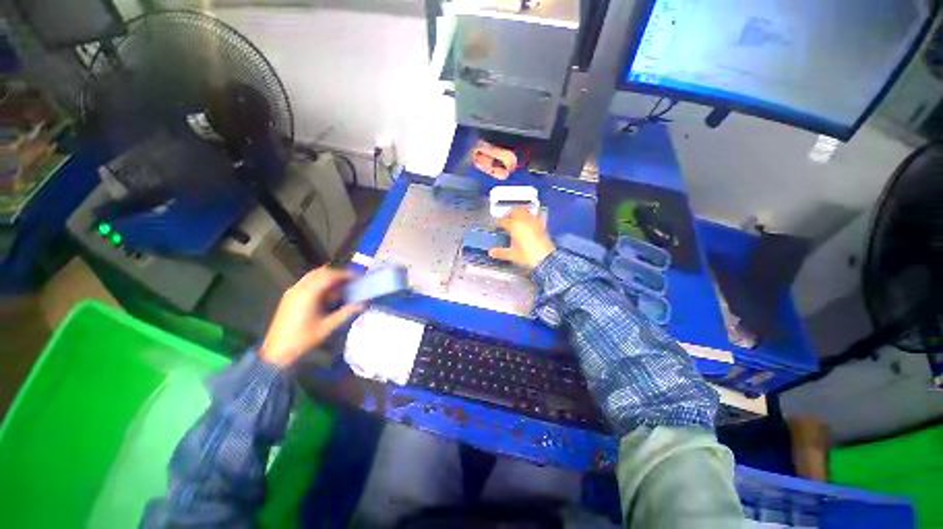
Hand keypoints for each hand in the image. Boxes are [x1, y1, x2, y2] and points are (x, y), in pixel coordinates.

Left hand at [261, 267, 362, 366]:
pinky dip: (319, 283)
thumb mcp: (327, 326)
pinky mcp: (289, 297)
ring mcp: (292, 292)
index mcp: (308, 294)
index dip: (344, 274)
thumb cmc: (303, 339)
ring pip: (313, 276)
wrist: (277, 351)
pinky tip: (327, 295)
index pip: (328, 276)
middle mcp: (299, 289)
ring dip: (327, 278)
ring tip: (340, 287)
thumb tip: (361, 304)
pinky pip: (307, 283)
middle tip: (350, 281)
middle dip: (336, 274)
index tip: (356, 277)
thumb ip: (345, 313)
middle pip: (320, 272)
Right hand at [488, 207, 555, 269]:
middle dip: (509, 213)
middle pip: (515, 211)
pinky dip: (534, 216)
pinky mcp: (542, 226)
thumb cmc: (530, 256)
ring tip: (518, 213)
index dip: (499, 222)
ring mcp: (534, 223)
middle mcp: (524, 222)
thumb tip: (492, 252)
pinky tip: (534, 217)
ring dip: (521, 211)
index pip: (503, 221)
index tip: (497, 224)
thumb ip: (500, 252)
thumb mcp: (512, 255)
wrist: (545, 259)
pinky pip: (538, 217)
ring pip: (526, 211)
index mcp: (514, 227)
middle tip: (506, 217)